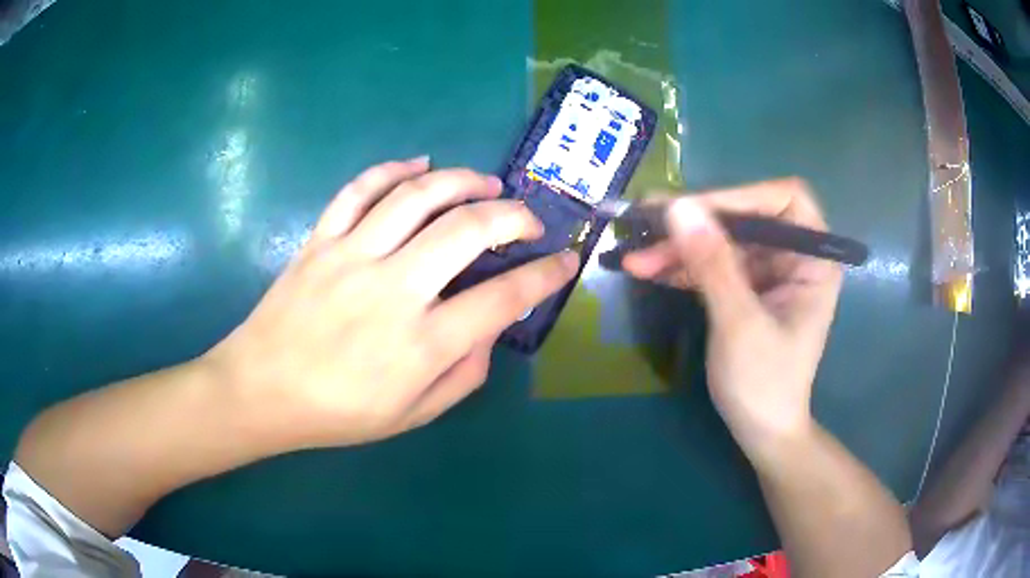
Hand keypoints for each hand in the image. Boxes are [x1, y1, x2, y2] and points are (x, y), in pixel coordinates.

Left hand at [205, 158, 578, 447]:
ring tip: (487, 183)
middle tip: (528, 219)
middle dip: (514, 215)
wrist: (261, 390)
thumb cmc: (337, 413)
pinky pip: (360, 189)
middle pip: (468, 229)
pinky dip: (393, 169)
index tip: (566, 260)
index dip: (545, 275)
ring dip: (463, 180)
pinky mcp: (321, 239)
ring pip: (418, 196)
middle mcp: (393, 290)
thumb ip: (463, 376)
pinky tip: (419, 165)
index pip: (504, 298)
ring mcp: (352, 256)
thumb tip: (490, 332)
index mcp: (421, 344)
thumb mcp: (412, 416)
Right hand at [623, 179, 842, 459]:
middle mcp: (793, 257)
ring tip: (635, 257)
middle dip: (696, 225)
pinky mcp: (747, 288)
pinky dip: (683, 267)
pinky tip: (650, 271)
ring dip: (680, 247)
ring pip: (722, 240)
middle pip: (744, 218)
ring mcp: (769, 272)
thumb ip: (713, 265)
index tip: (692, 210)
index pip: (784, 200)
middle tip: (645, 225)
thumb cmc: (765, 384)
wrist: (762, 432)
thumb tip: (679, 207)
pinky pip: (713, 264)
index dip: (739, 196)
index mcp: (813, 260)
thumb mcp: (740, 324)